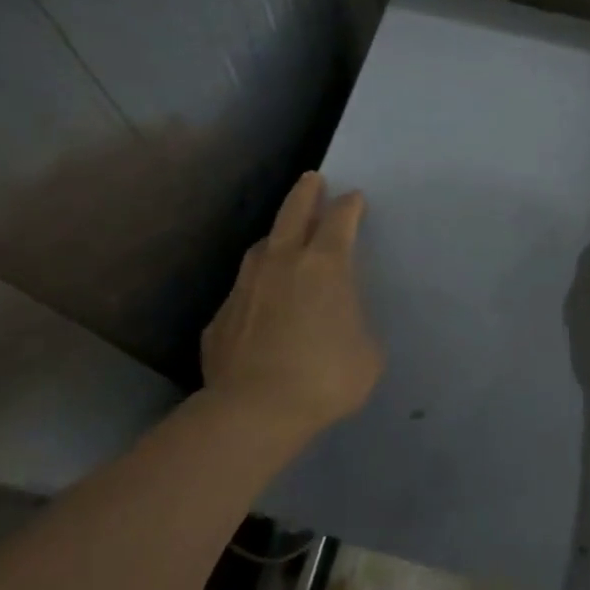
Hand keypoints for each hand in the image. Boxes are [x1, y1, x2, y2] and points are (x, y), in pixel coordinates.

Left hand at [200, 172, 383, 439]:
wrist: (254, 411)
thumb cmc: (324, 377)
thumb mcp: (367, 354)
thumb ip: (356, 326)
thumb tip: (342, 325)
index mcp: (325, 265)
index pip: (339, 220)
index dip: (349, 206)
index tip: (354, 198)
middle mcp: (283, 263)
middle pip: (293, 213)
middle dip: (306, 193)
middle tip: (313, 178)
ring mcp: (246, 287)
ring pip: (262, 247)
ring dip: (276, 237)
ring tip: (283, 239)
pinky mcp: (221, 317)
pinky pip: (243, 291)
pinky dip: (256, 289)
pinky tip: (259, 304)